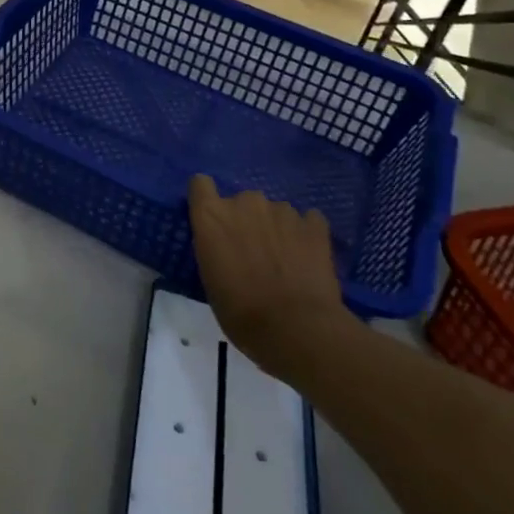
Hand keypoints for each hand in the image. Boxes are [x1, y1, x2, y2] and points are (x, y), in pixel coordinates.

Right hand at [188, 176, 359, 379]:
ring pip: (274, 211)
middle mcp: (245, 202)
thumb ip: (214, 247)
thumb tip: (225, 244)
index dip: (206, 199)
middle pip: (241, 200)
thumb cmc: (241, 312)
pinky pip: (307, 220)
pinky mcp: (314, 224)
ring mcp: (282, 210)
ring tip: (285, 262)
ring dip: (275, 229)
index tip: (212, 221)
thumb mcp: (210, 279)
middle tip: (253, 253)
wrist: (296, 329)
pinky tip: (307, 258)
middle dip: (246, 220)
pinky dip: (305, 234)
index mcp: (212, 215)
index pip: (200, 184)